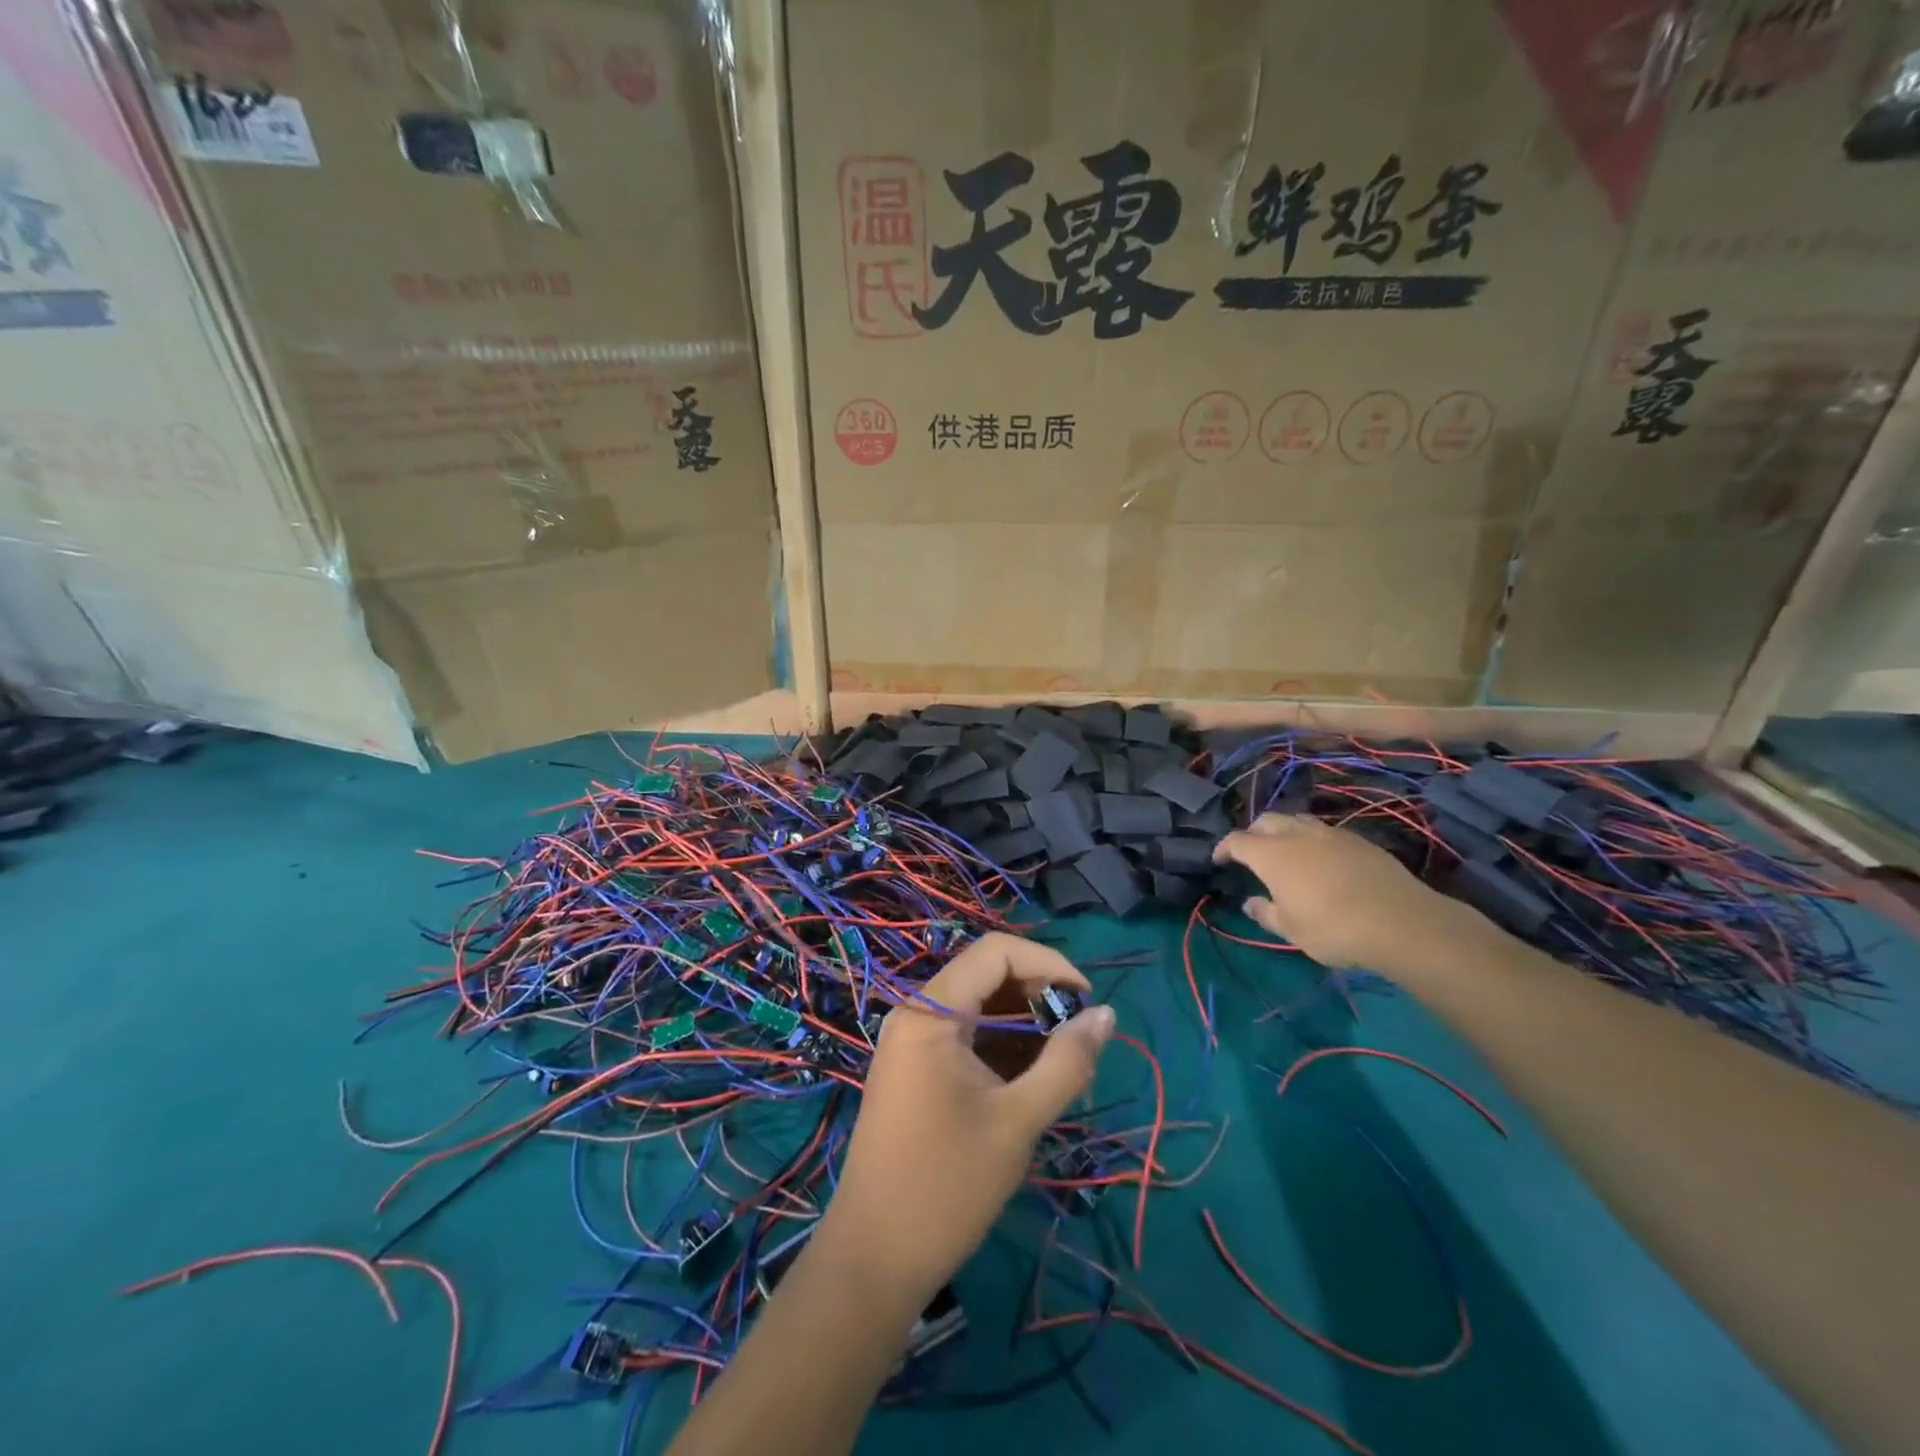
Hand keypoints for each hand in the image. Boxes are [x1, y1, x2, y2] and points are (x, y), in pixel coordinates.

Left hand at [821, 932, 1114, 1305]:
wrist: (873, 1259)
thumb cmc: (946, 1187)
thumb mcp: (1018, 1122)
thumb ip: (1066, 1062)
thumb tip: (1107, 1014)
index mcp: (930, 1012)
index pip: (996, 952)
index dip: (1049, 963)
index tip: (1088, 1001)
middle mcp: (916, 1013)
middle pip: (987, 975)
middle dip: (1039, 995)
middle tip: (1079, 1039)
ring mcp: (911, 1041)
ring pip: (978, 1006)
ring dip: (1024, 1023)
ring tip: (1063, 1064)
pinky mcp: (914, 1069)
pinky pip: (965, 1035)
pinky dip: (1002, 1045)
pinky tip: (1031, 1080)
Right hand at [1213, 812, 1464, 972]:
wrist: (1400, 922)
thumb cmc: (1332, 928)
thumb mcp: (1291, 930)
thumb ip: (1265, 913)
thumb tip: (1250, 902)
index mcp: (1271, 854)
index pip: (1237, 841)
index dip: (1224, 848)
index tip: (1219, 860)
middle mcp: (1297, 835)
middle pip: (1266, 820)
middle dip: (1253, 832)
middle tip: (1251, 852)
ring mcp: (1331, 834)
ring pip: (1298, 820)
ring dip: (1284, 831)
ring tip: (1286, 850)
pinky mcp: (1359, 840)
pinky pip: (1325, 831)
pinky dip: (1313, 840)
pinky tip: (1322, 860)